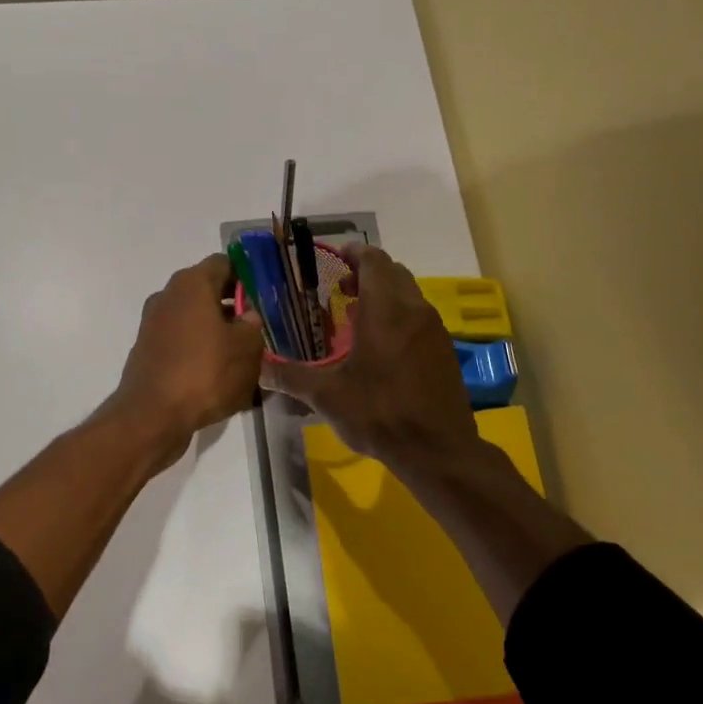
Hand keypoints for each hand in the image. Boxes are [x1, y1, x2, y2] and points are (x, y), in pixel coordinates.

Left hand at [108, 253, 265, 466]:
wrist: (152, 416)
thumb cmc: (205, 372)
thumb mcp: (246, 348)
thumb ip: (253, 325)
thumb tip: (248, 316)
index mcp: (192, 284)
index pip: (224, 263)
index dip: (247, 274)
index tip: (266, 293)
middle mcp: (168, 296)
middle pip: (208, 290)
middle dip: (234, 305)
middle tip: (260, 324)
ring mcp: (154, 324)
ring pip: (195, 318)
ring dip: (217, 329)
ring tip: (244, 353)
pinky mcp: (149, 351)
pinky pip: (182, 341)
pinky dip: (200, 350)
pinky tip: (219, 373)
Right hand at [262, 245, 480, 466]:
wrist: (437, 450)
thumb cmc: (379, 414)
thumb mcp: (327, 396)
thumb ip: (290, 376)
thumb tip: (257, 368)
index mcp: (386, 310)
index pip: (374, 260)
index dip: (354, 253)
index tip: (334, 258)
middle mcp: (414, 310)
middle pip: (393, 272)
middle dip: (366, 273)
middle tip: (340, 289)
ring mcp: (434, 329)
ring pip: (409, 293)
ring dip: (384, 294)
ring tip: (356, 317)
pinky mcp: (444, 349)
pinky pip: (419, 316)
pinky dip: (399, 315)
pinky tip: (381, 346)